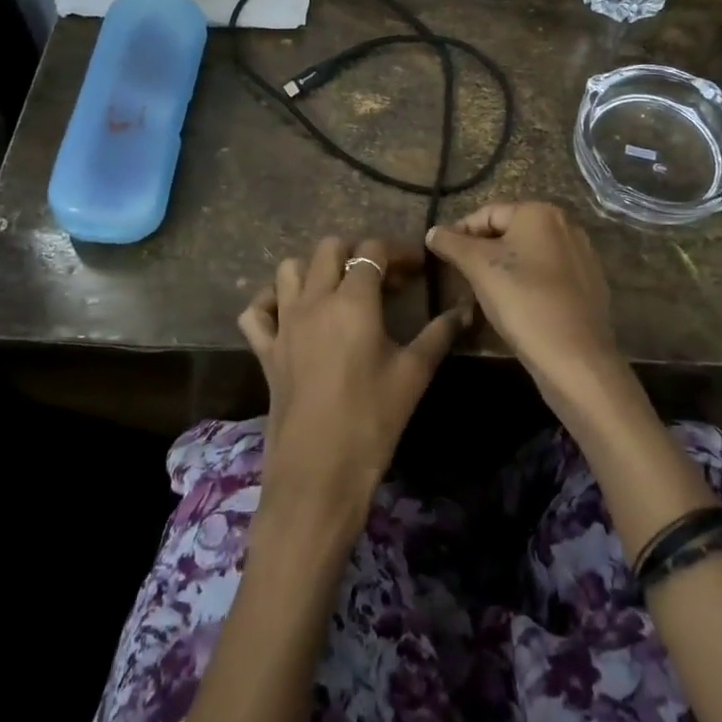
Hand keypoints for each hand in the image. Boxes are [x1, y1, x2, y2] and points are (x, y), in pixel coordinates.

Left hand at [238, 236, 468, 515]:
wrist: (318, 473)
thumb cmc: (372, 420)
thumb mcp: (414, 374)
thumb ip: (440, 334)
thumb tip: (465, 309)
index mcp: (353, 301)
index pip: (372, 252)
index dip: (398, 252)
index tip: (416, 270)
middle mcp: (314, 300)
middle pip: (329, 248)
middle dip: (357, 253)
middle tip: (382, 280)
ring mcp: (284, 323)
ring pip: (289, 269)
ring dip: (315, 270)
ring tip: (338, 291)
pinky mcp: (265, 350)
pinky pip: (257, 311)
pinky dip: (271, 302)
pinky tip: (292, 315)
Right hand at [426, 203, 628, 416]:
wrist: (574, 356)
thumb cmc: (522, 300)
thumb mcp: (478, 267)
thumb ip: (452, 243)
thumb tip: (433, 231)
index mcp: (540, 213)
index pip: (487, 214)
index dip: (460, 233)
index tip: (442, 257)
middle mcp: (566, 225)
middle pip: (510, 233)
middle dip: (483, 252)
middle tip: (462, 277)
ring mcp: (582, 255)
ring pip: (529, 255)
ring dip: (505, 269)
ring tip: (486, 294)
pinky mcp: (590, 284)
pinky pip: (549, 275)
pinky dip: (529, 284)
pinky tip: (518, 307)